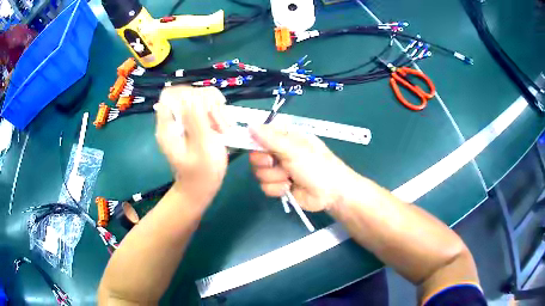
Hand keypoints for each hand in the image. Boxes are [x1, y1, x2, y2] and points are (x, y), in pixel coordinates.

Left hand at [155, 86, 230, 205]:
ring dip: (216, 109)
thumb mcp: (202, 147)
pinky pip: (205, 108)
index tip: (208, 106)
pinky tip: (224, 125)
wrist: (200, 188)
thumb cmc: (202, 174)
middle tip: (221, 124)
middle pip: (188, 94)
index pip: (170, 94)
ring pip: (199, 98)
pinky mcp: (193, 123)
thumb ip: (196, 119)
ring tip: (225, 127)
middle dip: (208, 103)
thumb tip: (193, 95)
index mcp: (167, 127)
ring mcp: (183, 122)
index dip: (189, 93)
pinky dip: (217, 113)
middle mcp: (173, 121)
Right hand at [249, 125, 359, 211]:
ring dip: (274, 177)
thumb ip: (271, 138)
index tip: (255, 146)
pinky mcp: (279, 186)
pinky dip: (277, 188)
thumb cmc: (317, 166)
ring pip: (259, 173)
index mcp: (285, 138)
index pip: (261, 134)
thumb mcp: (294, 149)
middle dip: (265, 163)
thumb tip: (250, 124)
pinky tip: (289, 188)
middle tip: (276, 163)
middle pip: (256, 155)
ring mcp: (279, 170)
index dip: (255, 140)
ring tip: (289, 178)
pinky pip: (265, 187)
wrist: (331, 194)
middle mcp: (280, 152)